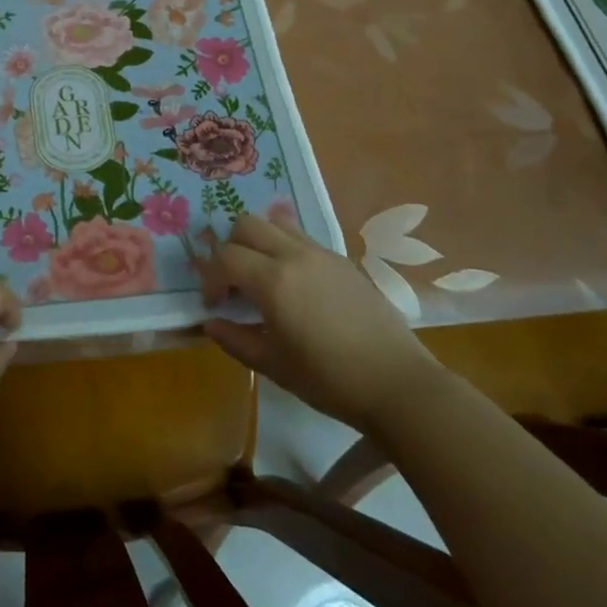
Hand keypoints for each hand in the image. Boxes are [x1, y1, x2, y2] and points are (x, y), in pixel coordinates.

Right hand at [198, 212, 441, 431]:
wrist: (397, 384)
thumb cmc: (328, 379)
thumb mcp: (272, 365)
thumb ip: (234, 340)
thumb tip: (210, 323)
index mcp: (273, 280)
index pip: (225, 256)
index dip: (211, 277)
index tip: (216, 304)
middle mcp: (295, 255)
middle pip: (246, 224)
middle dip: (230, 247)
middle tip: (234, 282)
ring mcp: (322, 253)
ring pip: (276, 223)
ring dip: (258, 241)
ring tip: (262, 275)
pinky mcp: (343, 260)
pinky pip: (302, 237)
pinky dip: (285, 247)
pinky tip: (294, 283)